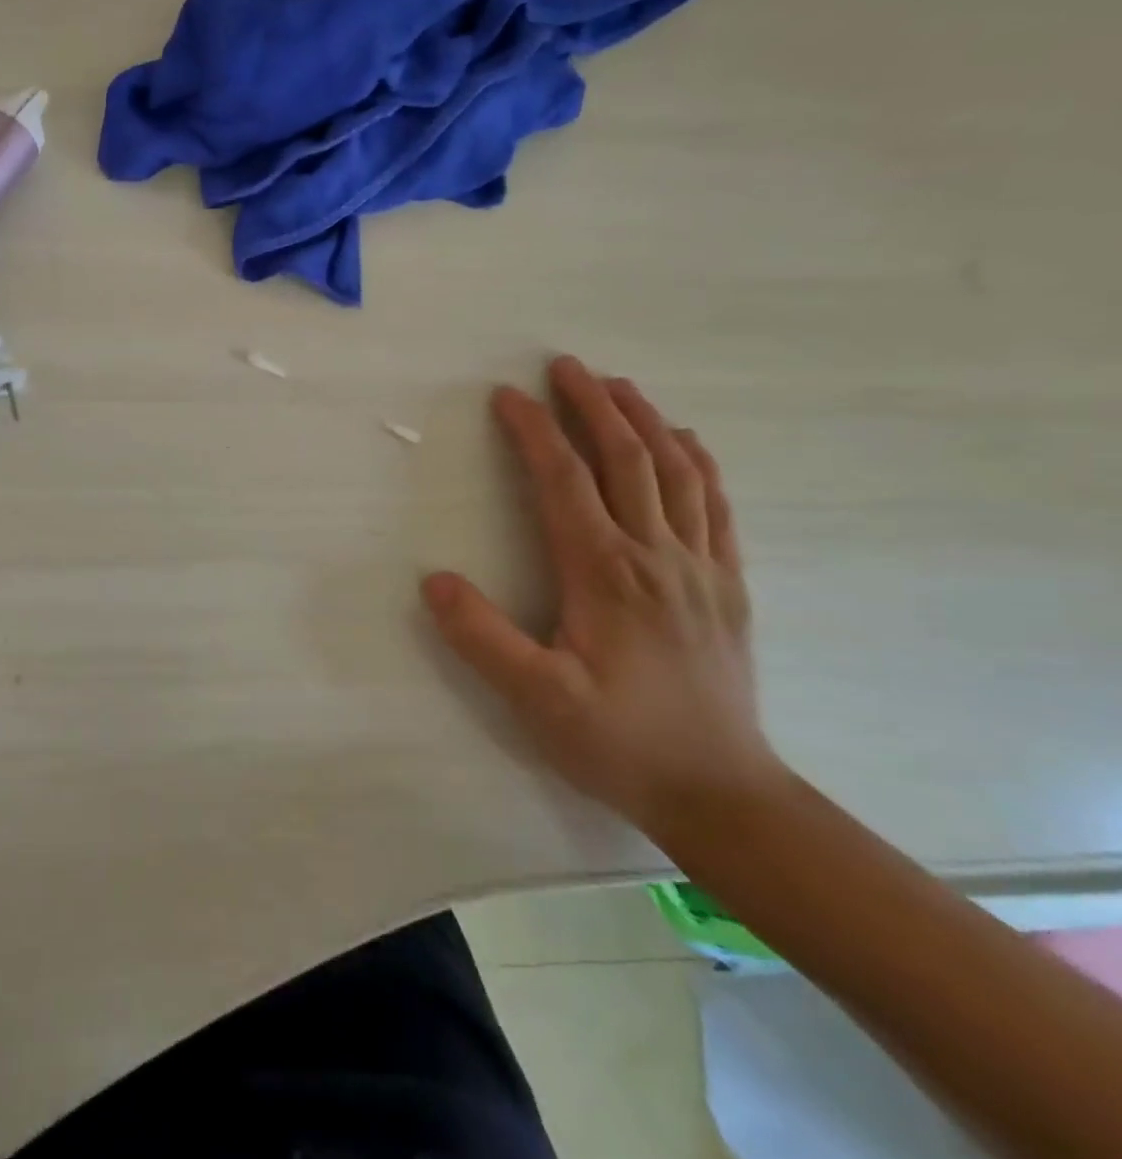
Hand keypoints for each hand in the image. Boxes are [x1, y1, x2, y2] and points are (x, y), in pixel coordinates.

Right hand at [421, 356, 784, 837]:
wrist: (722, 793)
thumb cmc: (619, 742)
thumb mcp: (535, 699)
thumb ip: (481, 637)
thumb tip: (432, 580)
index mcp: (605, 573)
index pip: (564, 480)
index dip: (533, 431)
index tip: (506, 395)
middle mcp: (655, 554)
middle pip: (625, 458)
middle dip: (591, 404)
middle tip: (565, 365)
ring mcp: (699, 566)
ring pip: (675, 471)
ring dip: (645, 420)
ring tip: (618, 385)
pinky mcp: (726, 585)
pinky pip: (716, 505)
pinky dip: (699, 462)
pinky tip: (687, 442)